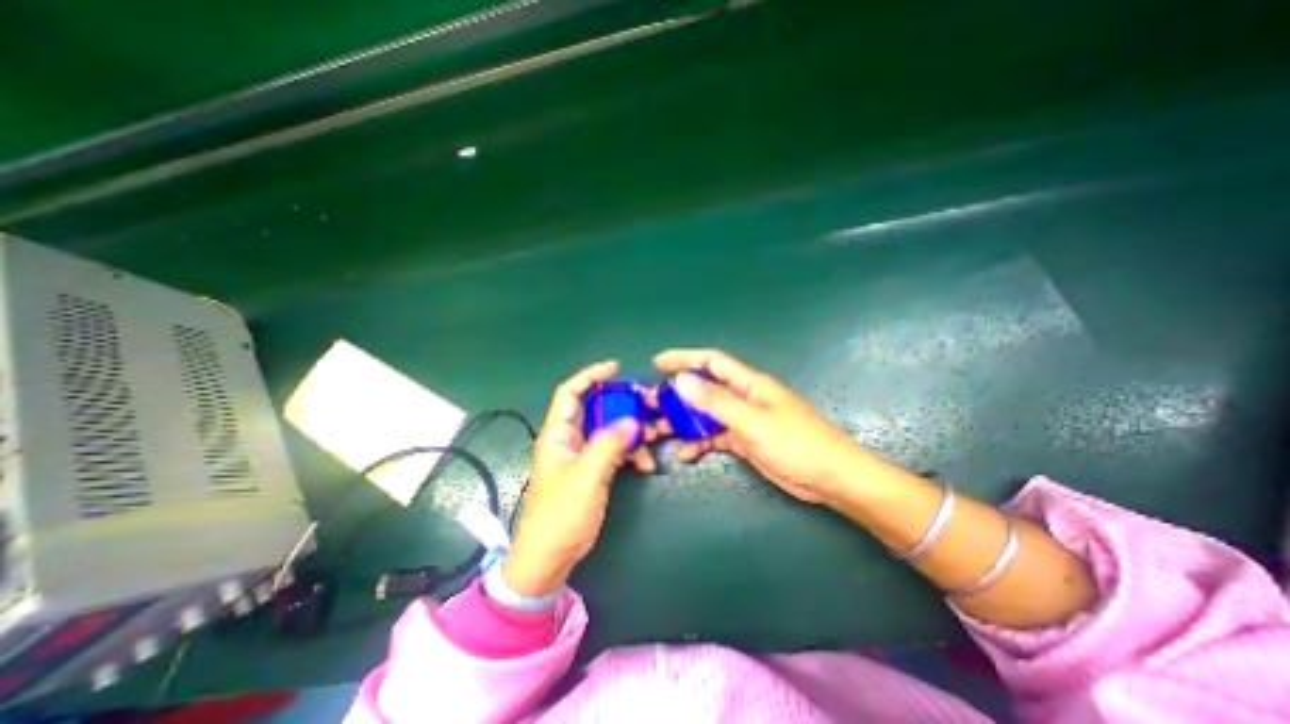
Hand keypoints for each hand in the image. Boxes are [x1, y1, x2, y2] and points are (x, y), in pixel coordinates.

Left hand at [504, 360, 643, 595]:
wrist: (551, 556)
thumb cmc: (561, 514)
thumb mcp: (586, 476)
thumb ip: (609, 445)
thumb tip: (632, 420)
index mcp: (558, 434)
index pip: (570, 393)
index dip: (590, 375)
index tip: (615, 368)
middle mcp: (570, 438)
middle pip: (596, 408)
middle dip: (622, 404)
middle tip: (646, 405)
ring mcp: (583, 454)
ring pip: (610, 429)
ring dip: (632, 431)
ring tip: (653, 438)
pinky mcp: (593, 469)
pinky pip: (615, 450)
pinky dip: (631, 452)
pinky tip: (645, 464)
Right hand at [656, 347, 864, 506]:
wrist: (830, 478)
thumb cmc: (795, 443)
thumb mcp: (752, 421)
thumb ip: (716, 401)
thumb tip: (682, 380)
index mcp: (748, 384)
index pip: (711, 362)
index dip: (684, 358)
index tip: (658, 363)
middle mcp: (743, 397)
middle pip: (704, 389)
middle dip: (678, 395)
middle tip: (652, 406)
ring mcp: (744, 419)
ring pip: (707, 415)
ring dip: (685, 422)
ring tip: (660, 431)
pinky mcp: (746, 440)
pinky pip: (716, 437)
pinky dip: (700, 443)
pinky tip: (686, 454)